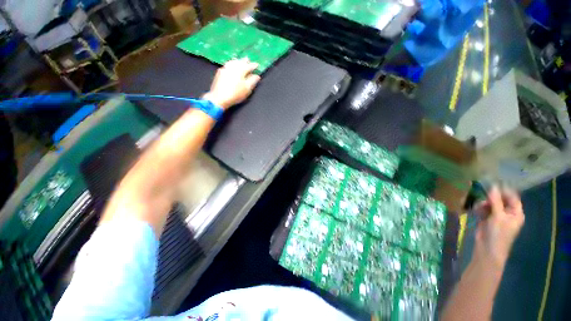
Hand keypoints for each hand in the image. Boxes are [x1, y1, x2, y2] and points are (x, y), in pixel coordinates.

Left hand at [203, 58, 260, 109]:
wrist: (219, 97)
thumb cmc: (236, 94)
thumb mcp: (247, 89)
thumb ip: (253, 81)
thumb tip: (257, 76)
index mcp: (241, 71)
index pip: (249, 66)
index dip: (254, 65)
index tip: (257, 65)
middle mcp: (233, 67)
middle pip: (240, 62)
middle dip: (245, 61)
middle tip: (248, 59)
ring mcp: (225, 69)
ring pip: (232, 62)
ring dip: (237, 61)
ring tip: (239, 60)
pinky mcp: (220, 72)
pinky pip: (227, 65)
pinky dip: (231, 63)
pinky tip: (230, 65)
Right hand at [473, 186, 524, 269]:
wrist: (487, 249)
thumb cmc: (498, 233)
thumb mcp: (498, 216)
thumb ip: (496, 201)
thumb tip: (493, 186)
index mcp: (515, 213)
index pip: (512, 197)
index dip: (503, 191)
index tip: (492, 185)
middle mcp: (507, 213)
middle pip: (500, 200)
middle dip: (490, 197)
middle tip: (482, 195)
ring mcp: (496, 216)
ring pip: (489, 204)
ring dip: (483, 203)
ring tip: (478, 206)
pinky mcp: (487, 219)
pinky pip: (483, 209)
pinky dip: (479, 208)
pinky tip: (475, 210)